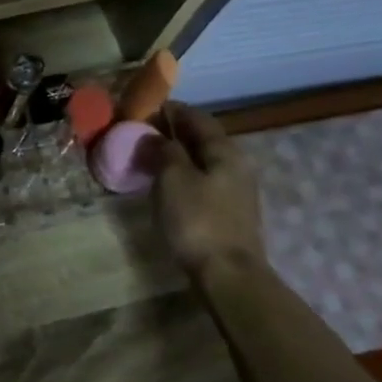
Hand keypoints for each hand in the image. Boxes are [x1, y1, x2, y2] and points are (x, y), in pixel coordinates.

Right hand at [153, 102, 265, 279]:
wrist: (227, 273)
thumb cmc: (197, 220)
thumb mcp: (173, 179)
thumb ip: (164, 152)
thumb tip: (155, 136)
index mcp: (225, 151)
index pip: (198, 119)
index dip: (173, 110)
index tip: (148, 108)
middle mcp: (237, 165)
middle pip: (204, 139)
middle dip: (176, 133)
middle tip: (144, 133)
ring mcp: (237, 190)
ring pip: (205, 161)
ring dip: (180, 155)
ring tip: (151, 158)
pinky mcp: (231, 212)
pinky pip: (205, 181)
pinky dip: (186, 174)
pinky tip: (169, 184)